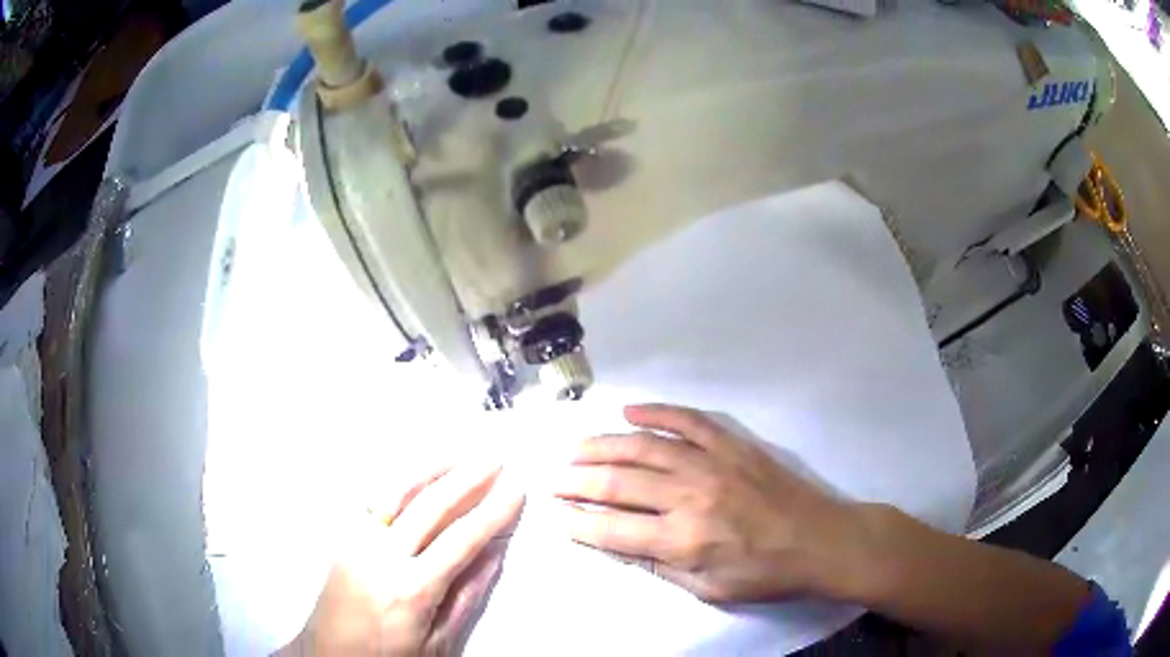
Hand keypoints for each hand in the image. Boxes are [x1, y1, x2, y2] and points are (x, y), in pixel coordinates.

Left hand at [284, 463, 524, 655]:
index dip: (492, 512)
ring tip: (461, 454)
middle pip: (430, 507)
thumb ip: (466, 596)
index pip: (461, 539)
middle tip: (495, 459)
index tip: (515, 490)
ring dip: (432, 470)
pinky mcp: (343, 538)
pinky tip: (416, 473)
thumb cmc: (389, 656)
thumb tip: (493, 554)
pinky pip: (372, 500)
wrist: (330, 656)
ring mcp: (356, 542)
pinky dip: (399, 481)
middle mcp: (381, 556)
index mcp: (411, 589)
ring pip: (397, 493)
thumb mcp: (438, 641)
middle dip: (467, 479)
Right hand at [552, 404, 870, 602]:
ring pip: (643, 446)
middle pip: (618, 483)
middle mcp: (689, 496)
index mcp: (683, 540)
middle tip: (553, 478)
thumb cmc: (765, 575)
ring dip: (603, 445)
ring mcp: (712, 463)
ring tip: (575, 448)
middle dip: (578, 481)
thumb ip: (660, 566)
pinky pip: (687, 420)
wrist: (821, 541)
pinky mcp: (732, 444)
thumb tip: (617, 546)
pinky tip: (629, 411)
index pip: (612, 530)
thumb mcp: (708, 590)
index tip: (555, 515)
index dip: (578, 522)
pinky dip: (656, 412)